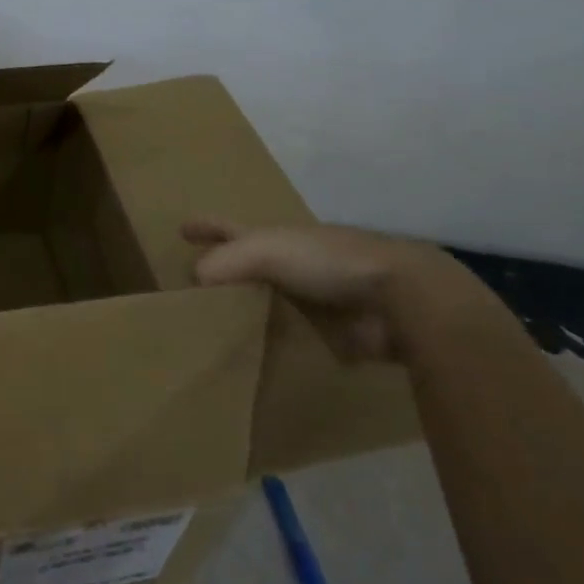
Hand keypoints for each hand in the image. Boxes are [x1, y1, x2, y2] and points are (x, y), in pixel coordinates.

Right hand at [182, 219, 466, 364]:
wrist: (402, 299)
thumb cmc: (330, 262)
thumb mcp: (268, 249)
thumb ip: (226, 261)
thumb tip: (194, 280)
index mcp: (279, 238)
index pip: (232, 229)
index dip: (208, 226)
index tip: (181, 228)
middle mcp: (294, 265)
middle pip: (248, 267)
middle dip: (223, 272)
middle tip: (193, 288)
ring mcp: (314, 300)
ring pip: (268, 303)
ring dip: (246, 311)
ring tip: (213, 327)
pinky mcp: (332, 335)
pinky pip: (290, 337)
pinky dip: (271, 343)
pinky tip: (250, 357)